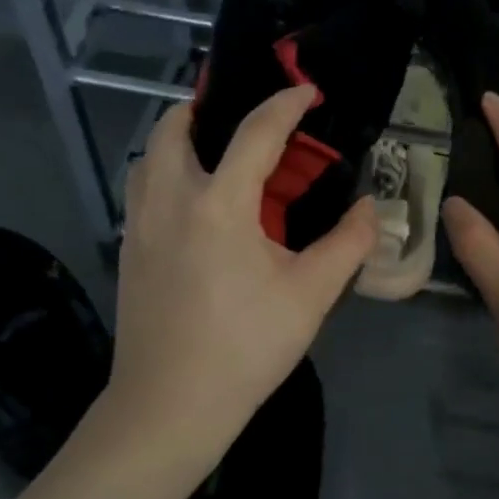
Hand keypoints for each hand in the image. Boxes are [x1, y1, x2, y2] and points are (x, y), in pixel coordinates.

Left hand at [105, 85, 376, 462]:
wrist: (168, 406)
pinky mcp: (126, 252)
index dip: (285, 105)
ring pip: (148, 157)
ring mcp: (139, 225)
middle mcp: (170, 200)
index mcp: (219, 203)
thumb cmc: (245, 347)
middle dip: (206, 108)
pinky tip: (194, 205)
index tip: (307, 93)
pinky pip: (141, 190)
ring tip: (213, 152)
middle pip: (174, 128)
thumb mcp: (310, 295)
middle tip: (241, 116)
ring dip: (178, 139)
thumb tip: (372, 208)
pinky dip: (165, 173)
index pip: (255, 133)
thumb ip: (348, 244)